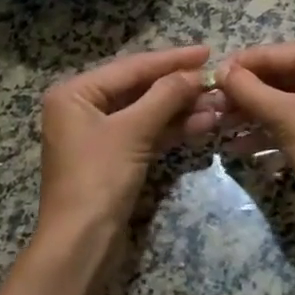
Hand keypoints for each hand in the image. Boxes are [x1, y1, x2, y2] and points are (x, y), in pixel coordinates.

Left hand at [37, 45, 219, 237]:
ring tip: (219, 105)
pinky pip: (145, 133)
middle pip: (138, 88)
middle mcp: (82, 108)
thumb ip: (165, 96)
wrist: (81, 243)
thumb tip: (194, 74)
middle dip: (179, 87)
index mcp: (75, 93)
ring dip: (180, 109)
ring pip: (145, 112)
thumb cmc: (98, 178)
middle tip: (216, 81)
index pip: (131, 67)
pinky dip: (171, 129)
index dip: (171, 59)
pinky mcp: (113, 158)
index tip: (206, 51)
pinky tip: (203, 124)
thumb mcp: (133, 131)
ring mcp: (97, 135)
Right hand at [216, 40, 294, 210]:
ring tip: (218, 127)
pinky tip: (239, 147)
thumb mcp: (281, 114)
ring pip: (283, 99)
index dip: (238, 67)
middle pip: (278, 76)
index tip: (206, 78)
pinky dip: (269, 130)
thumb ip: (246, 88)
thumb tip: (219, 69)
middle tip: (210, 107)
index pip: (273, 54)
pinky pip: (294, 118)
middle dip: (244, 95)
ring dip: (252, 114)